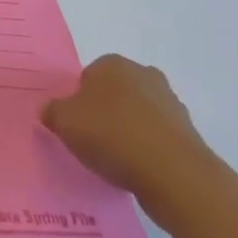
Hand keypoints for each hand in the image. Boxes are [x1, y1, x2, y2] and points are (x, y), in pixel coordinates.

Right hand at [41, 54, 219, 227]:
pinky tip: (140, 173)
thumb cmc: (112, 136)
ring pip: (139, 116)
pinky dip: (149, 152)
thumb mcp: (65, 123)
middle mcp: (143, 74)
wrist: (174, 174)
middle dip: (107, 113)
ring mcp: (170, 103)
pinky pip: (158, 139)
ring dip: (130, 133)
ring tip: (118, 163)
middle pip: (116, 93)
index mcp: (112, 63)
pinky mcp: (188, 134)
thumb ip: (52, 112)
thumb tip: (49, 110)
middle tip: (95, 142)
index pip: (88, 77)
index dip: (79, 102)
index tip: (77, 127)